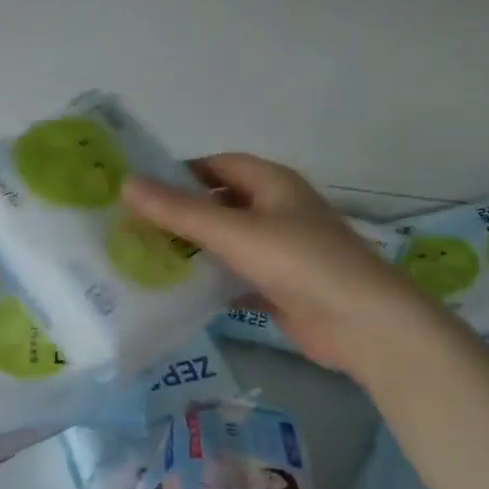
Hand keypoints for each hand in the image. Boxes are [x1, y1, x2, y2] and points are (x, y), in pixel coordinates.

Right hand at [122, 153, 431, 379]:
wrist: (362, 324)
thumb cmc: (299, 262)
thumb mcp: (234, 231)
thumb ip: (180, 210)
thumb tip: (126, 182)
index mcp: (272, 183)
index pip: (217, 165)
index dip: (180, 172)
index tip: (139, 190)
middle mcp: (277, 210)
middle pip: (220, 204)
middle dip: (181, 214)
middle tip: (132, 228)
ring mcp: (280, 251)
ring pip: (226, 242)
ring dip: (193, 250)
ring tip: (143, 259)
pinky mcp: (280, 288)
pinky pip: (236, 277)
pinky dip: (211, 281)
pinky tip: (177, 293)